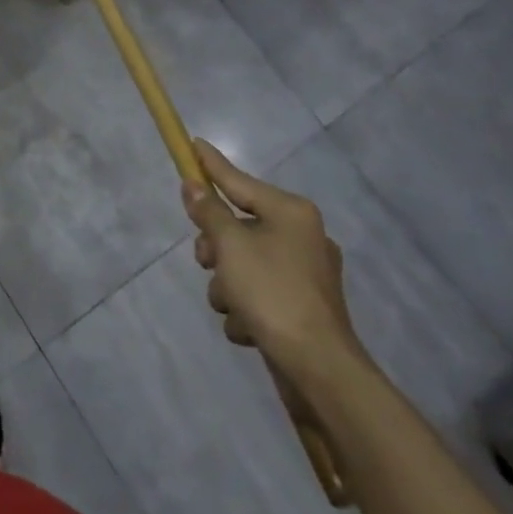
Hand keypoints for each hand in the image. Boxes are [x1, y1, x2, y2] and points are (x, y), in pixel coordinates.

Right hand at [182, 140, 365, 385]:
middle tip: (207, 262)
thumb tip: (193, 185)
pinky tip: (248, 327)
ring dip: (228, 285)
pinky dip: (247, 308)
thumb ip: (209, 212)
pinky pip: (258, 293)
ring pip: (242, 262)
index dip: (211, 166)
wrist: (319, 370)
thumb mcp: (231, 245)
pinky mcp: (301, 307)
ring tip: (232, 305)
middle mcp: (301, 237)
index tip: (193, 143)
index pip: (239, 181)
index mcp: (291, 213)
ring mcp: (304, 274)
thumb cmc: (273, 293)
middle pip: (237, 226)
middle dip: (216, 248)